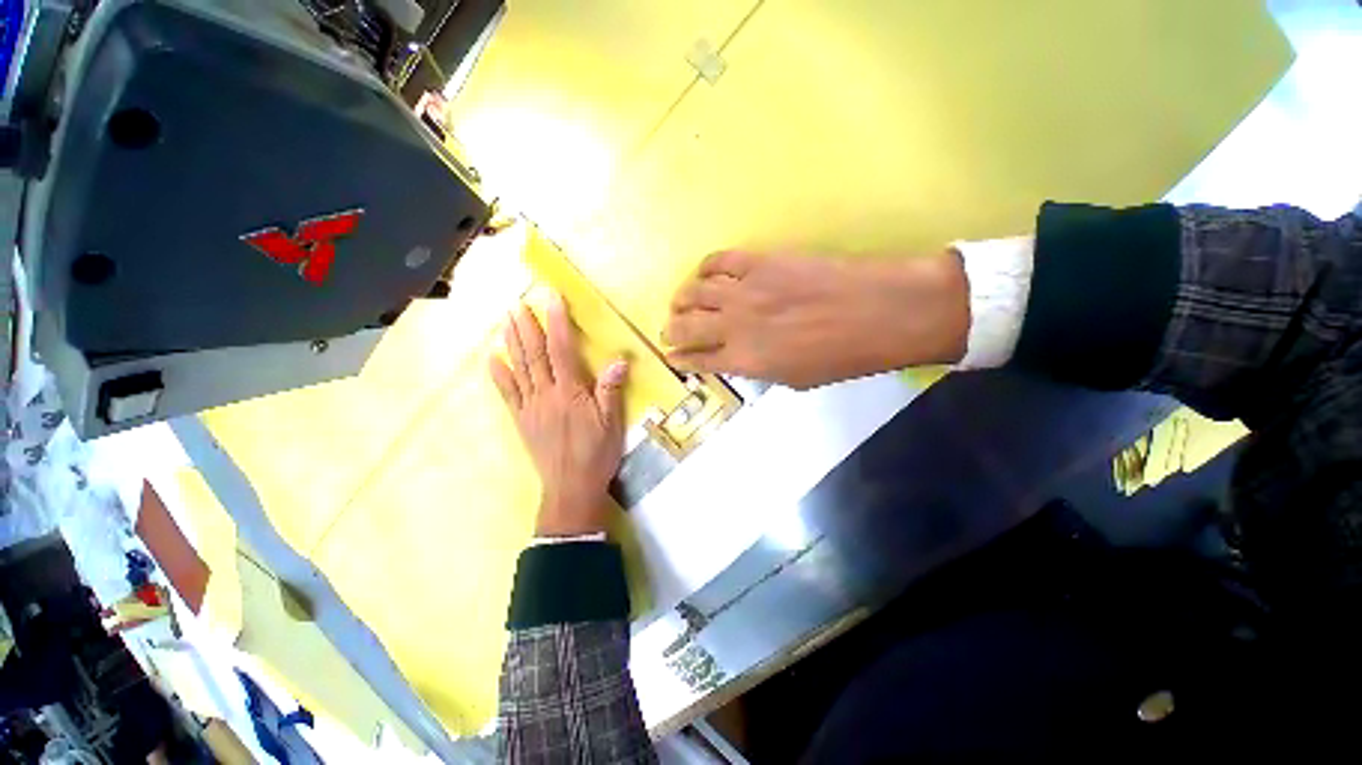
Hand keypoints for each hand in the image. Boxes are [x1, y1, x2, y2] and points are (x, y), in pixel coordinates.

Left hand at [489, 296, 628, 536]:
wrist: (570, 487)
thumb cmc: (596, 453)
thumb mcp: (612, 423)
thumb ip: (611, 390)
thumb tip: (618, 359)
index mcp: (570, 392)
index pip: (562, 349)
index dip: (557, 322)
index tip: (551, 299)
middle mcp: (546, 394)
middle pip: (534, 354)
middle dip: (527, 326)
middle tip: (518, 303)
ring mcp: (530, 406)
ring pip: (518, 368)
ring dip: (511, 342)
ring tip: (505, 320)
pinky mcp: (522, 419)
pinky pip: (507, 392)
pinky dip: (498, 374)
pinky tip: (491, 358)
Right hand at [662, 250, 969, 388]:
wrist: (878, 313)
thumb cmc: (841, 357)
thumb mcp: (795, 380)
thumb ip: (759, 369)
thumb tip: (739, 358)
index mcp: (745, 361)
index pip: (699, 360)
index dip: (680, 359)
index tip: (672, 357)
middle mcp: (735, 326)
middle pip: (686, 326)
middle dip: (671, 330)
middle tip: (668, 330)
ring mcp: (745, 291)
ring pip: (695, 291)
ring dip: (681, 299)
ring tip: (680, 302)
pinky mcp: (759, 262)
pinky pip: (719, 261)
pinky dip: (705, 268)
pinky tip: (704, 274)